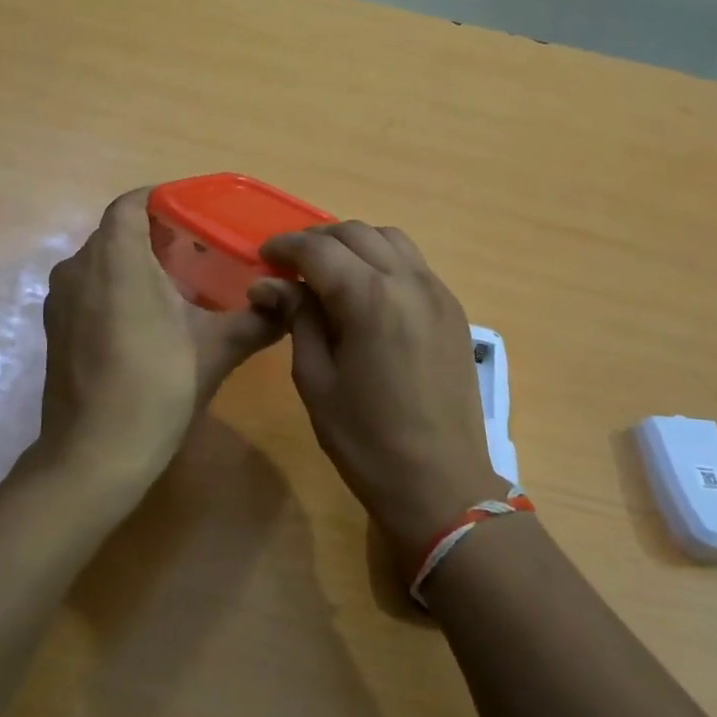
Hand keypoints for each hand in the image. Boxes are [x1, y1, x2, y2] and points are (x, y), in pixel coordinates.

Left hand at [37, 188, 289, 487]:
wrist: (94, 456)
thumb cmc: (157, 387)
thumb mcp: (217, 349)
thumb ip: (258, 319)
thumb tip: (290, 301)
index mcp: (115, 257)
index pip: (132, 202)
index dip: (164, 199)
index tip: (199, 213)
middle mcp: (79, 267)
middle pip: (118, 231)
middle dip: (157, 234)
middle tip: (203, 251)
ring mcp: (60, 300)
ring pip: (102, 261)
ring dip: (137, 263)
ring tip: (181, 284)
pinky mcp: (56, 329)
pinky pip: (90, 288)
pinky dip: (117, 289)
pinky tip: (149, 320)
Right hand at [256, 223, 505, 562]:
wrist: (442, 483)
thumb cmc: (367, 440)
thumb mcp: (316, 380)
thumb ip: (297, 319)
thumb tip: (269, 284)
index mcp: (370, 297)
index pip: (319, 248)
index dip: (285, 246)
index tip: (264, 258)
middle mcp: (409, 281)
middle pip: (356, 233)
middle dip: (318, 240)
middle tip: (291, 267)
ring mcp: (438, 292)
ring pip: (390, 240)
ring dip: (354, 244)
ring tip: (330, 272)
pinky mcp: (453, 310)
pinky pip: (414, 264)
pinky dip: (384, 261)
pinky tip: (368, 292)